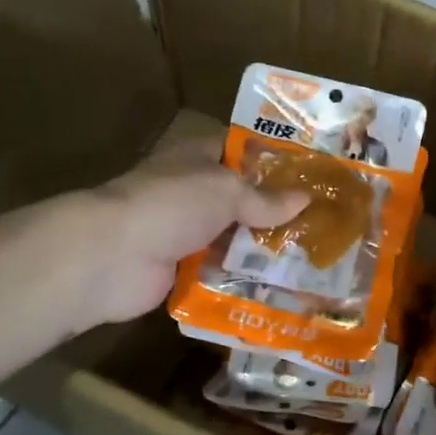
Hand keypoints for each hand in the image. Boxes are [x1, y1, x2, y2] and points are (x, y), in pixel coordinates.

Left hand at [81, 134, 307, 326]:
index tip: (311, 174)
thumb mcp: (227, 191)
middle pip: (240, 197)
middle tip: (321, 221)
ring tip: (310, 257)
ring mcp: (183, 230)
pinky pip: (219, 269)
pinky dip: (242, 276)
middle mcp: (190, 190)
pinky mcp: (180, 268)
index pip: (240, 150)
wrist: (114, 255)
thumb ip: (266, 199)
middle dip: (275, 209)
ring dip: (261, 247)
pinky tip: (279, 284)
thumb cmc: (173, 204)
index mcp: (196, 156)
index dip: (273, 159)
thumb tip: (306, 199)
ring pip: (232, 235)